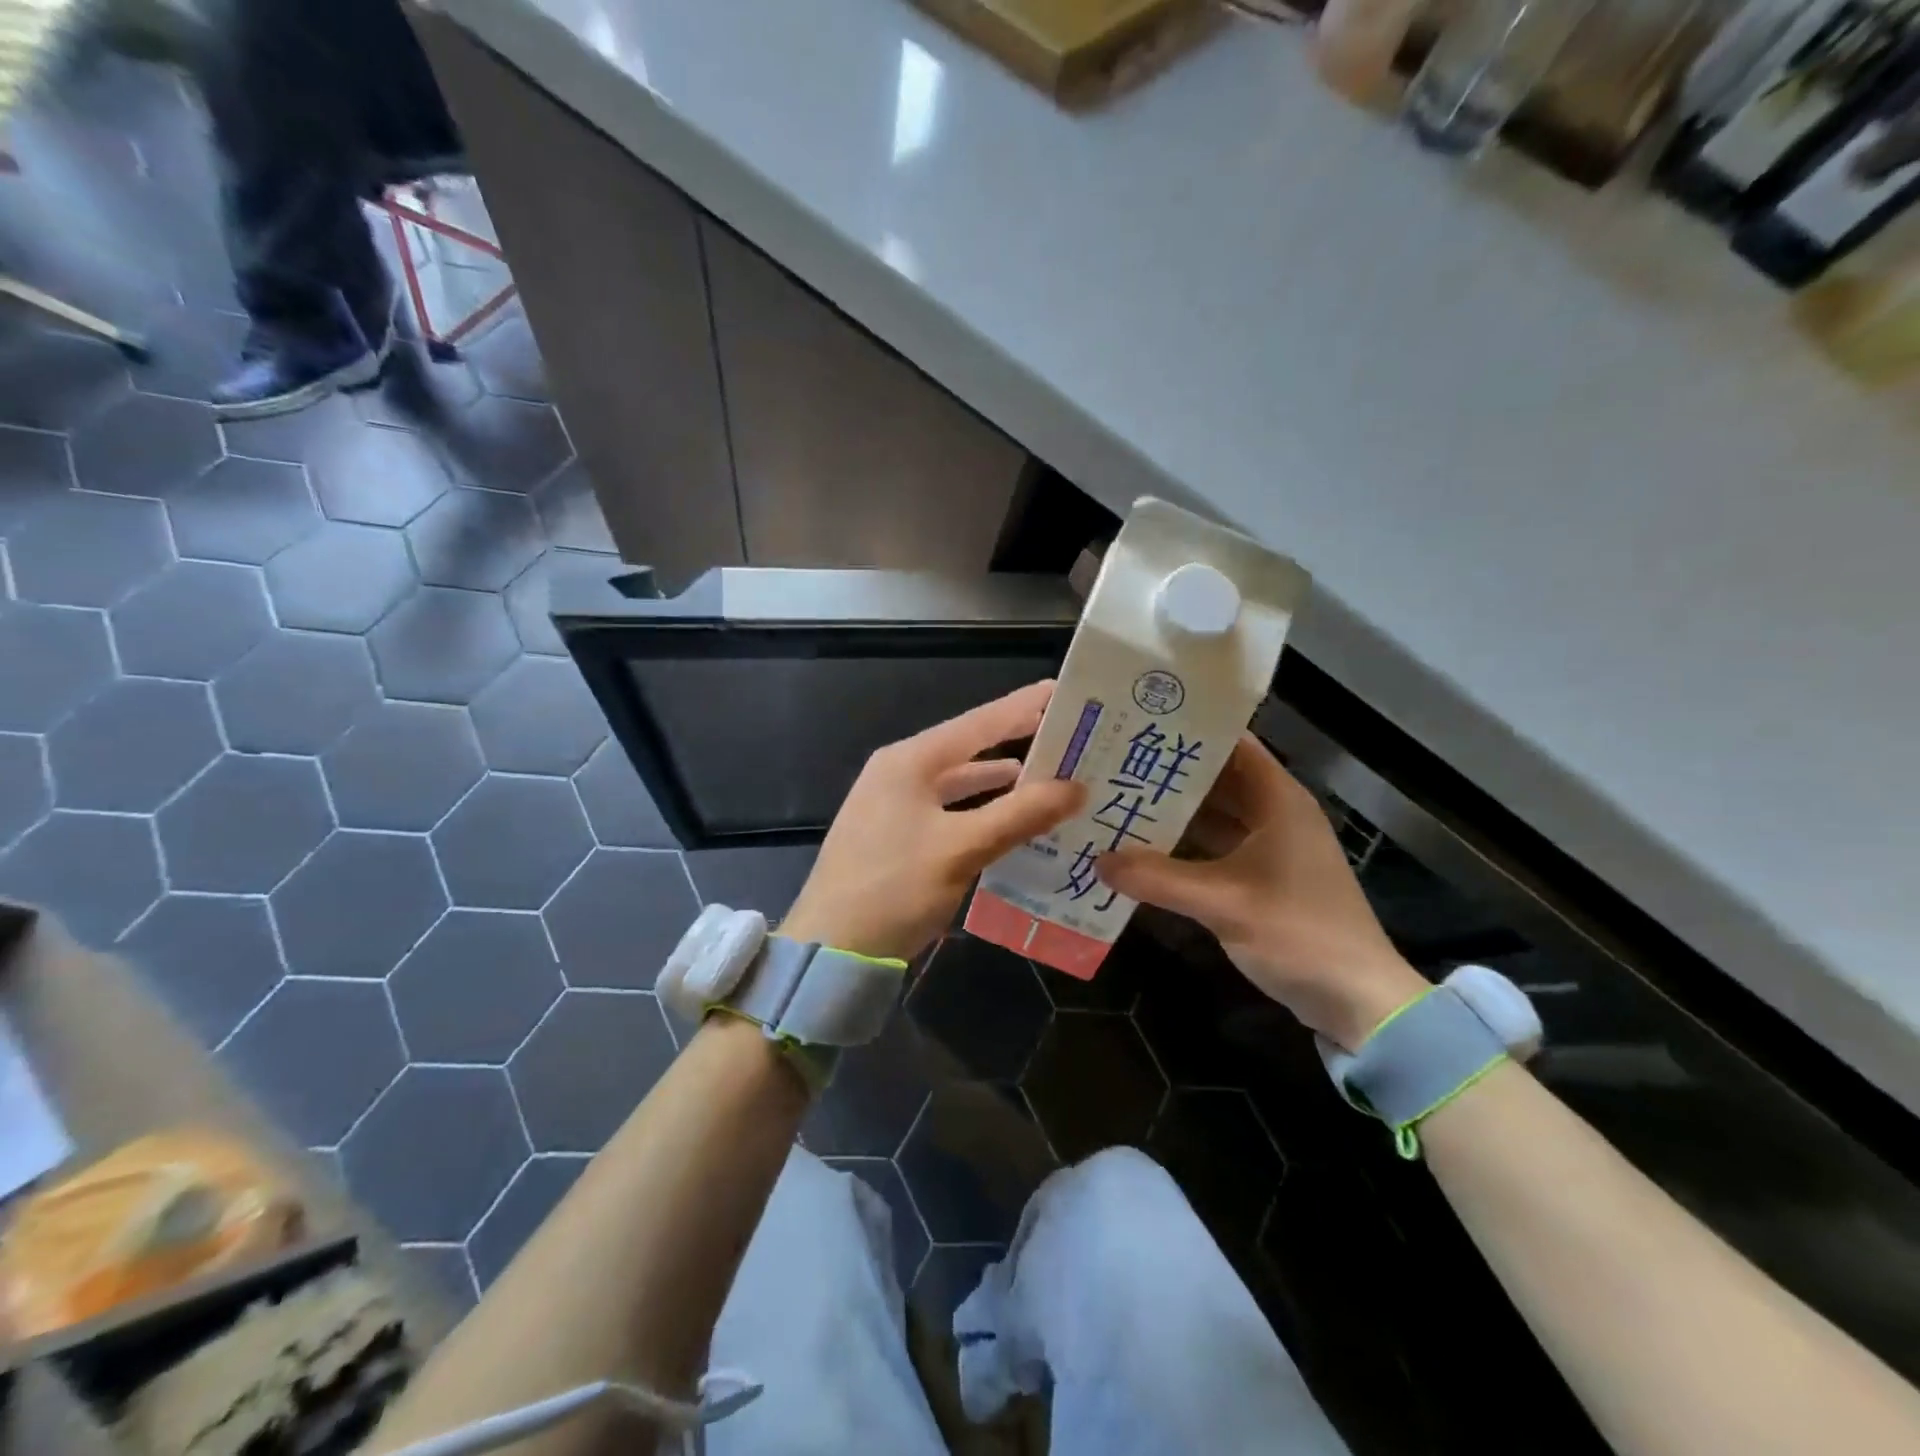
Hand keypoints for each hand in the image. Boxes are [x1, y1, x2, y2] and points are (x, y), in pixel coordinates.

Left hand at [782, 681, 1084, 962]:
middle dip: (1018, 742)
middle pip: (969, 748)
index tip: (1065, 691)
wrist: (830, 949)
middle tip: (1069, 735)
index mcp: (910, 761)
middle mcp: (899, 772)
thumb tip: (1076, 786)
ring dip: (1001, 780)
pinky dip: (980, 809)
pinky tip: (1008, 818)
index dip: (1024, 706)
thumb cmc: (893, 889)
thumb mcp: (961, 849)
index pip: (979, 722)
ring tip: (1050, 775)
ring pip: (958, 782)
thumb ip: (1019, 814)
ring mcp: (893, 804)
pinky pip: (948, 809)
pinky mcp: (895, 834)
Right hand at [1097, 733, 1426, 1048]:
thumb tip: (1098, 859)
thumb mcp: (1222, 902)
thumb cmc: (1298, 933)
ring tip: (1117, 799)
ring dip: (1172, 811)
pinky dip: (1183, 846)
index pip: (1231, 744)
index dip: (1187, 730)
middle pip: (1216, 779)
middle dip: (1167, 772)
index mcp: (1278, 800)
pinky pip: (1214, 848)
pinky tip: (1143, 849)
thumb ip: (1157, 878)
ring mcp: (1269, 847)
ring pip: (1213, 816)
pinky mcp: (1262, 878)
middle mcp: (1274, 814)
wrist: (1357, 1000)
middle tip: (1112, 762)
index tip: (1137, 723)